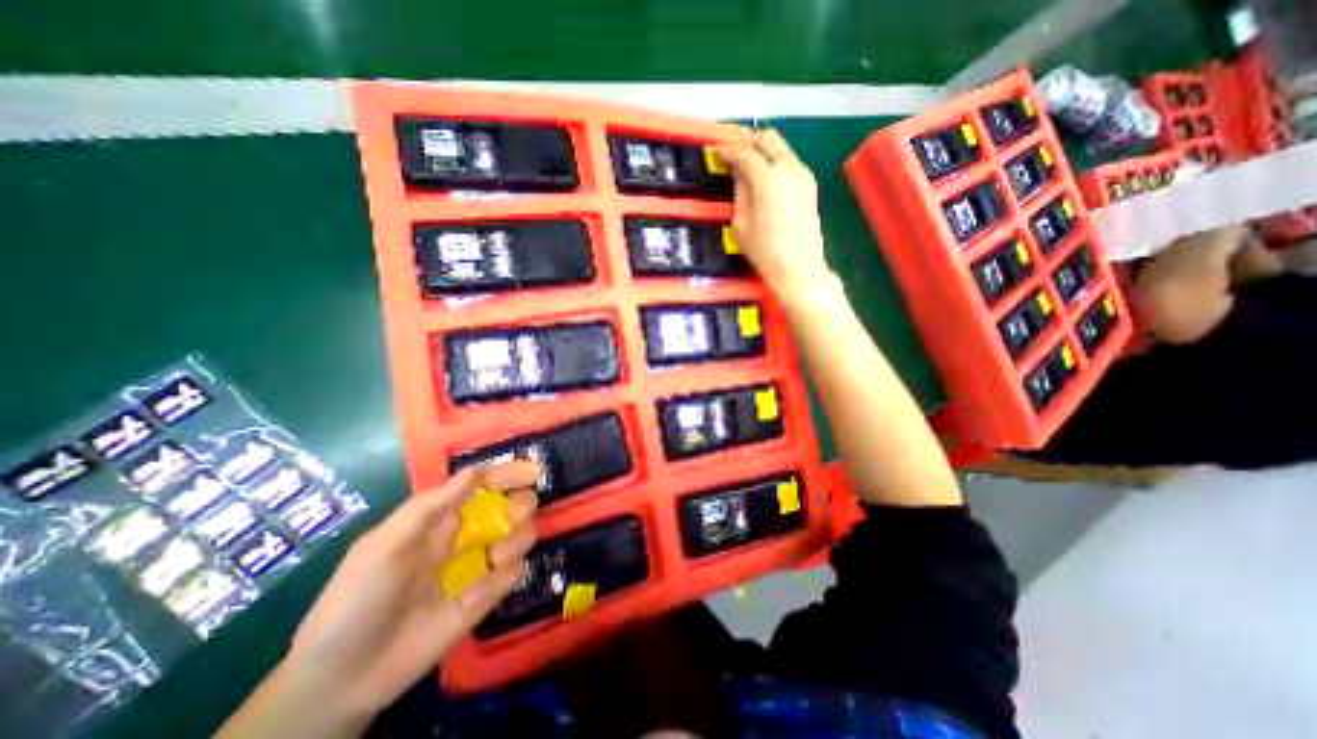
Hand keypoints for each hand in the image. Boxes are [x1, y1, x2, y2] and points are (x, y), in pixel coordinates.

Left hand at [284, 461, 540, 721]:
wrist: (342, 680)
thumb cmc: (356, 599)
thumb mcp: (385, 545)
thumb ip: (431, 507)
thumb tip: (476, 472)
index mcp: (440, 518)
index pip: (482, 486)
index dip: (506, 474)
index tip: (533, 471)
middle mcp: (464, 536)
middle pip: (510, 507)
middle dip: (520, 504)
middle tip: (517, 513)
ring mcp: (476, 566)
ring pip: (519, 536)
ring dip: (518, 538)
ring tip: (497, 556)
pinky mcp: (483, 598)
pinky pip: (512, 576)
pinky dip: (505, 576)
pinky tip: (480, 591)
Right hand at [717, 128, 826, 305]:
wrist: (799, 268)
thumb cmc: (765, 251)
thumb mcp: (742, 223)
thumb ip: (740, 192)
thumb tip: (737, 173)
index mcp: (768, 178)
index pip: (745, 153)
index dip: (729, 150)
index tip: (716, 150)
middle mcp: (789, 169)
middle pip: (769, 139)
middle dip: (749, 140)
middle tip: (733, 150)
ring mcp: (803, 176)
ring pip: (782, 148)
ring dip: (764, 149)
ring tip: (748, 161)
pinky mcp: (810, 187)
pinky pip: (790, 162)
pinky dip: (776, 161)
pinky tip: (766, 175)